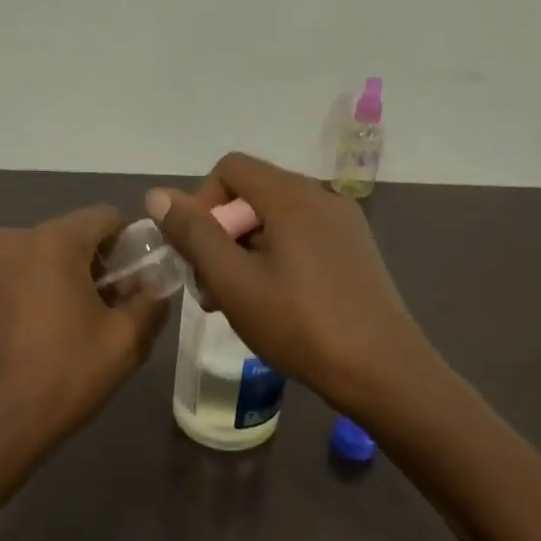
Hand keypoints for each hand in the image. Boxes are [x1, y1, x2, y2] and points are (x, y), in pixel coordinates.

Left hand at [0, 205, 166, 474]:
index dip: (125, 244)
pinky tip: (13, 339)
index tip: (129, 281)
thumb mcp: (125, 343)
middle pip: (60, 238)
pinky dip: (9, 297)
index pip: (103, 217)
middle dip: (83, 265)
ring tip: (49, 328)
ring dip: (43, 280)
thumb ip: (151, 301)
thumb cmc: (62, 379)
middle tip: (93, 311)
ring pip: (23, 260)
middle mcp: (5, 240)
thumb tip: (156, 284)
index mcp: (51, 242)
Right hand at [148, 153, 439, 417]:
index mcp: (291, 195)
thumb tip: (158, 194)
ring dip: (244, 253)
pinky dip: (275, 261)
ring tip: (238, 304)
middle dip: (221, 235)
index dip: (201, 204)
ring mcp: (343, 225)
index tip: (198, 254)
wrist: (382, 371)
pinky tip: (274, 306)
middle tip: (212, 289)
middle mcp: (321, 197)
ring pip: (275, 222)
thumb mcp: (233, 281)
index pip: (229, 169)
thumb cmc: (299, 325)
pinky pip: (300, 240)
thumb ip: (193, 234)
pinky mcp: (355, 252)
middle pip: (252, 195)